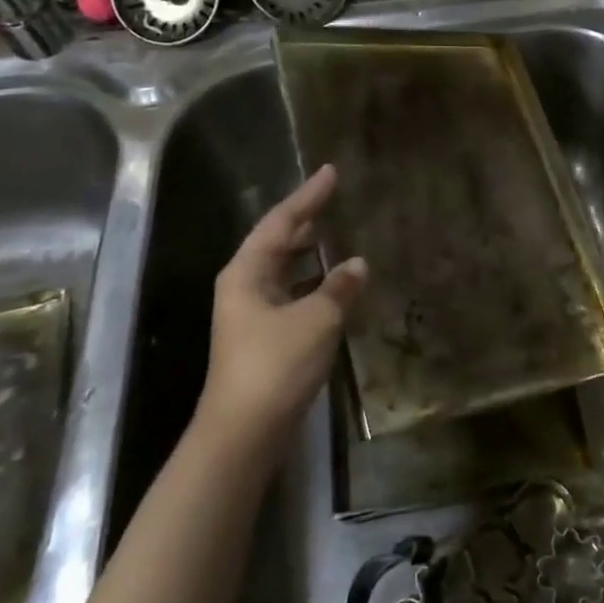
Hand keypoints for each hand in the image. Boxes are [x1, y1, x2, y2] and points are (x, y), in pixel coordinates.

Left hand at [200, 166, 367, 447]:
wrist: (245, 431)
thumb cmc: (276, 364)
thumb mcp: (316, 318)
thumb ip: (339, 287)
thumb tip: (358, 263)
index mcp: (247, 272)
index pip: (282, 221)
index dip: (308, 195)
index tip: (331, 171)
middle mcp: (245, 286)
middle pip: (278, 242)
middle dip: (307, 220)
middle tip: (335, 197)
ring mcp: (253, 313)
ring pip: (286, 269)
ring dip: (312, 253)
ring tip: (339, 232)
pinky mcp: (266, 336)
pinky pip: (294, 294)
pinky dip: (315, 283)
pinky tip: (338, 283)